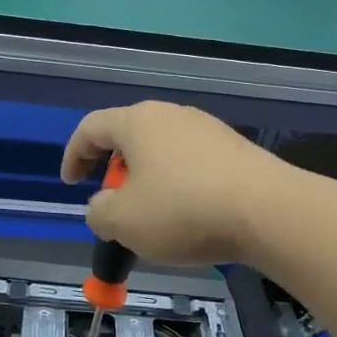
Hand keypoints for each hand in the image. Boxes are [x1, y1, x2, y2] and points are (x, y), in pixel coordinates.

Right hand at [60, 101, 287, 263]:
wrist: (266, 210)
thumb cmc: (183, 211)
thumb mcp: (123, 222)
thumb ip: (99, 213)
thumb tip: (103, 207)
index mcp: (137, 122)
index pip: (91, 128)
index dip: (73, 155)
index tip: (70, 184)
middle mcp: (171, 115)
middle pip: (128, 137)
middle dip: (112, 171)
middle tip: (112, 204)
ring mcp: (207, 129)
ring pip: (162, 151)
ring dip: (147, 180)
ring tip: (151, 217)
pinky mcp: (234, 149)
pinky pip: (191, 163)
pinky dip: (177, 185)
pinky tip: (188, 215)